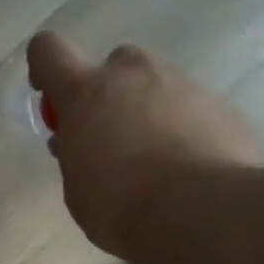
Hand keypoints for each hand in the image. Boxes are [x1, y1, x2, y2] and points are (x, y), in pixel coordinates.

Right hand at [28, 32, 261, 258]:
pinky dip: (185, 128)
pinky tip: (188, 167)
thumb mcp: (78, 189)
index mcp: (85, 93)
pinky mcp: (218, 103)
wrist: (201, 212)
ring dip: (149, 111)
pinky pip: (191, 108)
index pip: (48, 52)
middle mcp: (132, 75)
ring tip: (157, 160)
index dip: (46, 68)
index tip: (54, 99)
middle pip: (114, 65)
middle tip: (112, 138)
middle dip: (110, 94)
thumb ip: (75, 154)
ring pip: (156, 85)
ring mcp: (180, 83)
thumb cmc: (121, 206)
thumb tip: (79, 142)